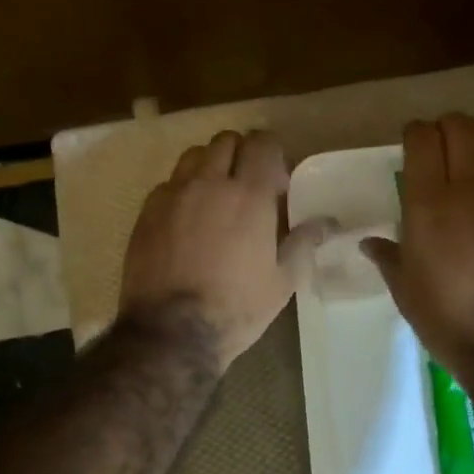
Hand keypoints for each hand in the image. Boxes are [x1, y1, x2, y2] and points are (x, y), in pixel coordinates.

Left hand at [120, 130, 331, 369]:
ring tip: (214, 196)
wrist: (171, 332)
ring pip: (193, 156)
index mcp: (249, 195)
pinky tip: (186, 219)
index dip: (271, 152)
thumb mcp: (282, 281)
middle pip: (225, 141)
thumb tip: (326, 223)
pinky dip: (182, 189)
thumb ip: (303, 243)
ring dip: (209, 165)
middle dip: (240, 153)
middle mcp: (209, 183)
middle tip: (246, 184)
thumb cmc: (236, 308)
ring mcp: (173, 194)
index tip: (275, 178)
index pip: (262, 143)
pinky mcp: (147, 211)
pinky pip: (168, 183)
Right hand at [362, 114, 473, 382]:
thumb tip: (370, 243)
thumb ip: (388, 256)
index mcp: (429, 204)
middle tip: (442, 145)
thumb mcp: (406, 290)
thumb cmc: (449, 320)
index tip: (412, 143)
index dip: (415, 133)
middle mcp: (472, 187)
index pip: (422, 139)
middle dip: (448, 127)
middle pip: (462, 127)